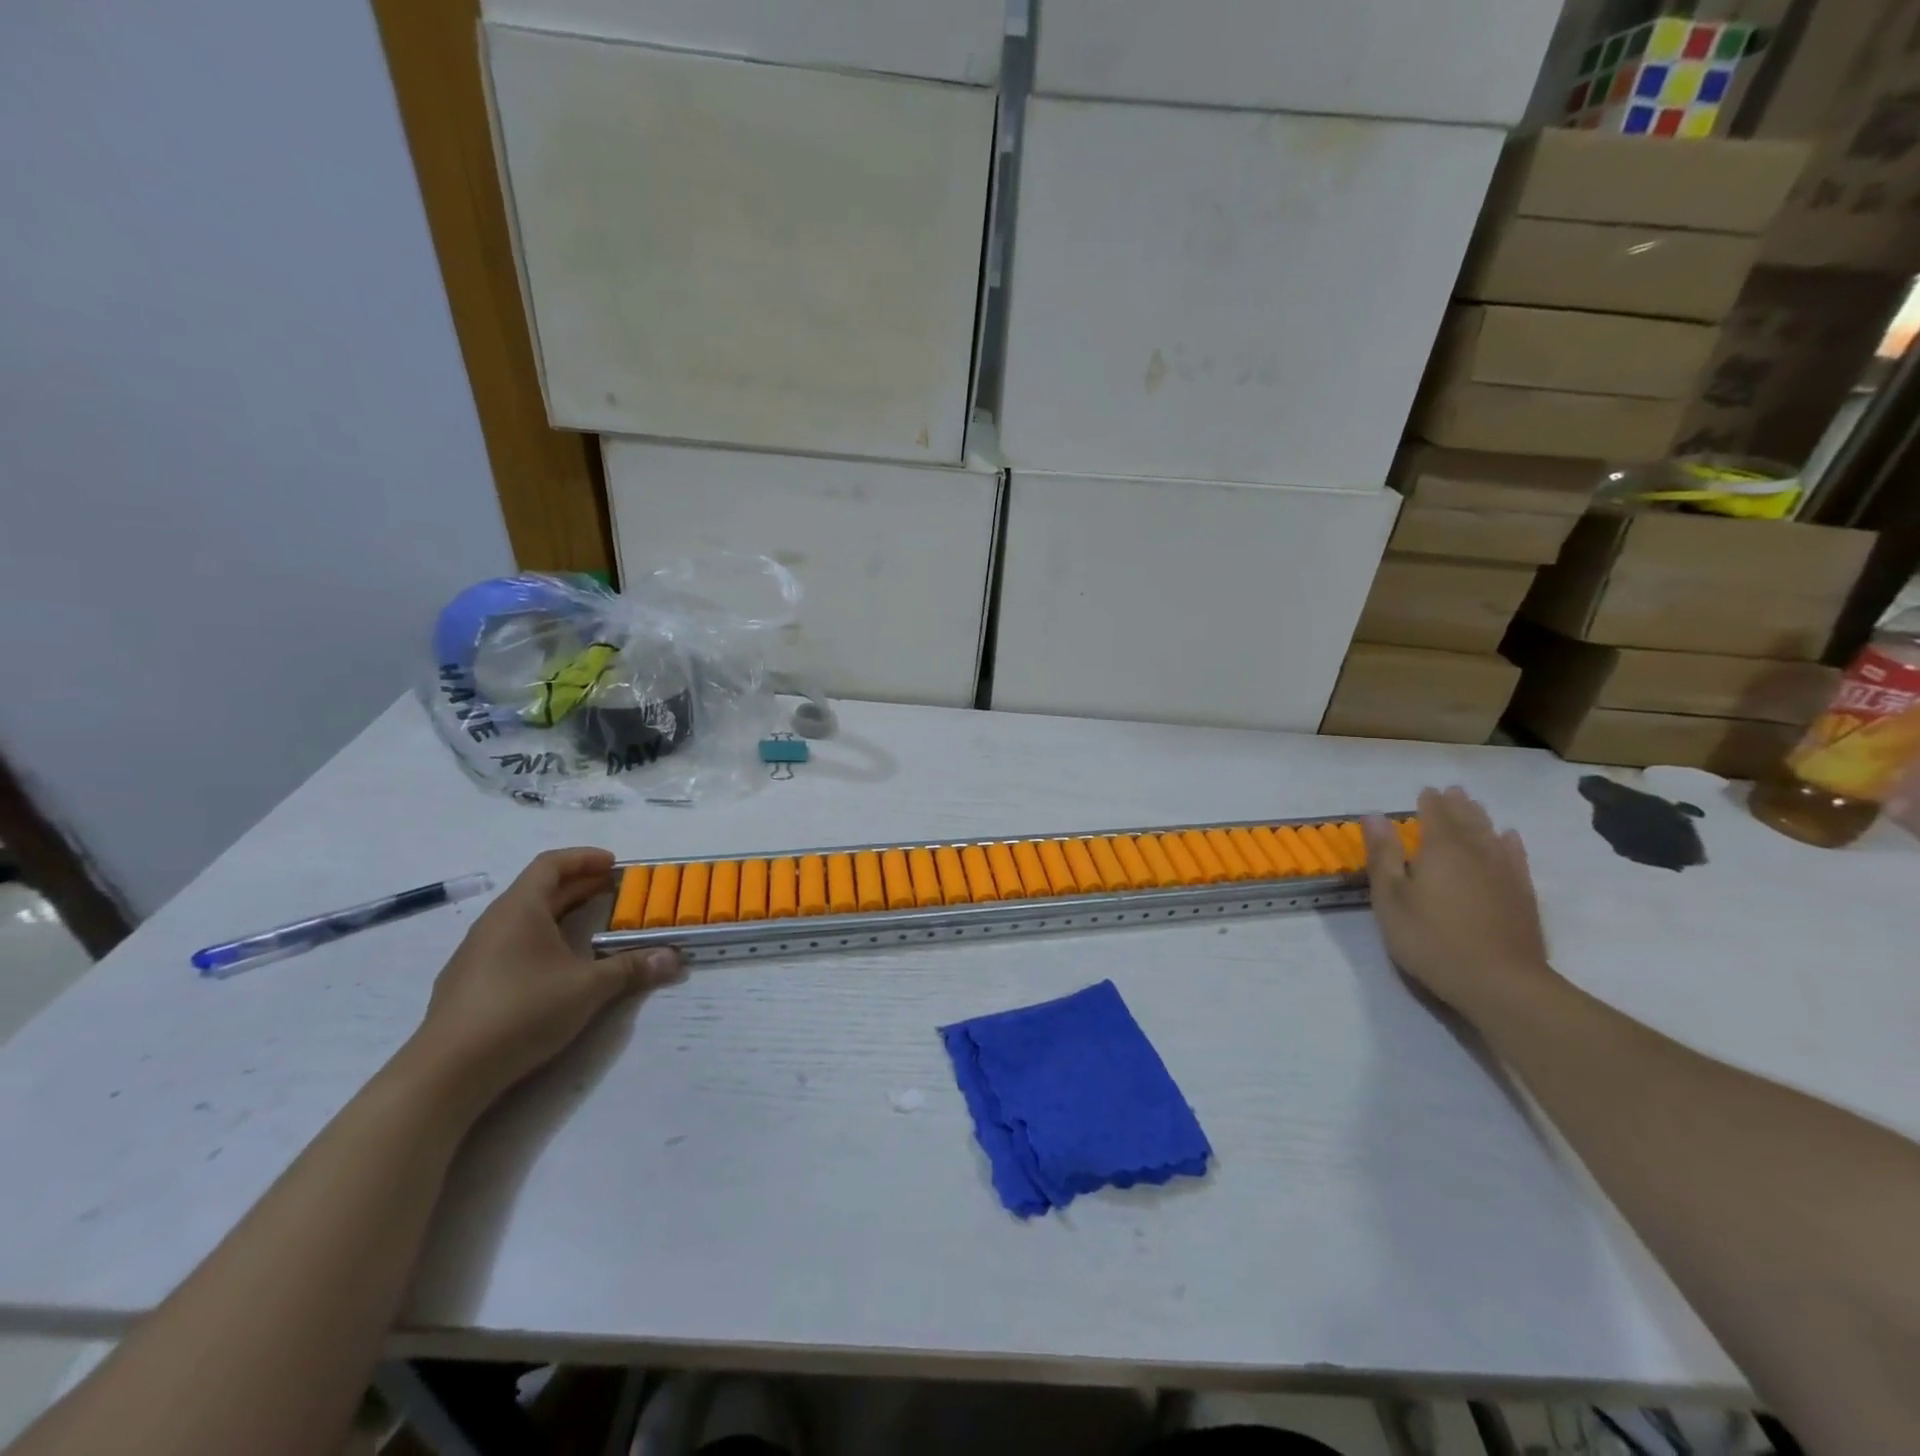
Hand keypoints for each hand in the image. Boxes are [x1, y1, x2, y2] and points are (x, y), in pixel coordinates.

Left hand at [405, 848, 683, 1111]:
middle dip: (579, 886)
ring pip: (523, 918)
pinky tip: (557, 964)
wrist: (447, 1073)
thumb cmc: (522, 1011)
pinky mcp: (468, 983)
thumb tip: (673, 958)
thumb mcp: (588, 988)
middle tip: (615, 891)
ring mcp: (476, 953)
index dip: (584, 859)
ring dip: (559, 913)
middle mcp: (495, 923)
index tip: (614, 865)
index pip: (551, 865)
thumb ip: (631, 968)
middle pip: (538, 889)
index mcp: (520, 909)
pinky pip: (511, 943)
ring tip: (592, 924)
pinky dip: (541, 938)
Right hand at [1362, 787, 1555, 1025]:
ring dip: (1481, 819)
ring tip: (1475, 807)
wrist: (1500, 982)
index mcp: (1440, 849)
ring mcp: (1504, 873)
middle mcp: (1476, 852)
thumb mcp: (1390, 898)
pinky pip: (1515, 858)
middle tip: (1452, 791)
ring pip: (1492, 835)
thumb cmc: (1431, 938)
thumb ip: (1383, 855)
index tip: (1424, 791)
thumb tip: (1375, 816)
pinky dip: (1510, 844)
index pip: (1435, 815)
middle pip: (1467, 820)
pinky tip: (1509, 839)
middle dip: (1457, 805)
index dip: (1428, 802)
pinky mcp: (1523, 895)